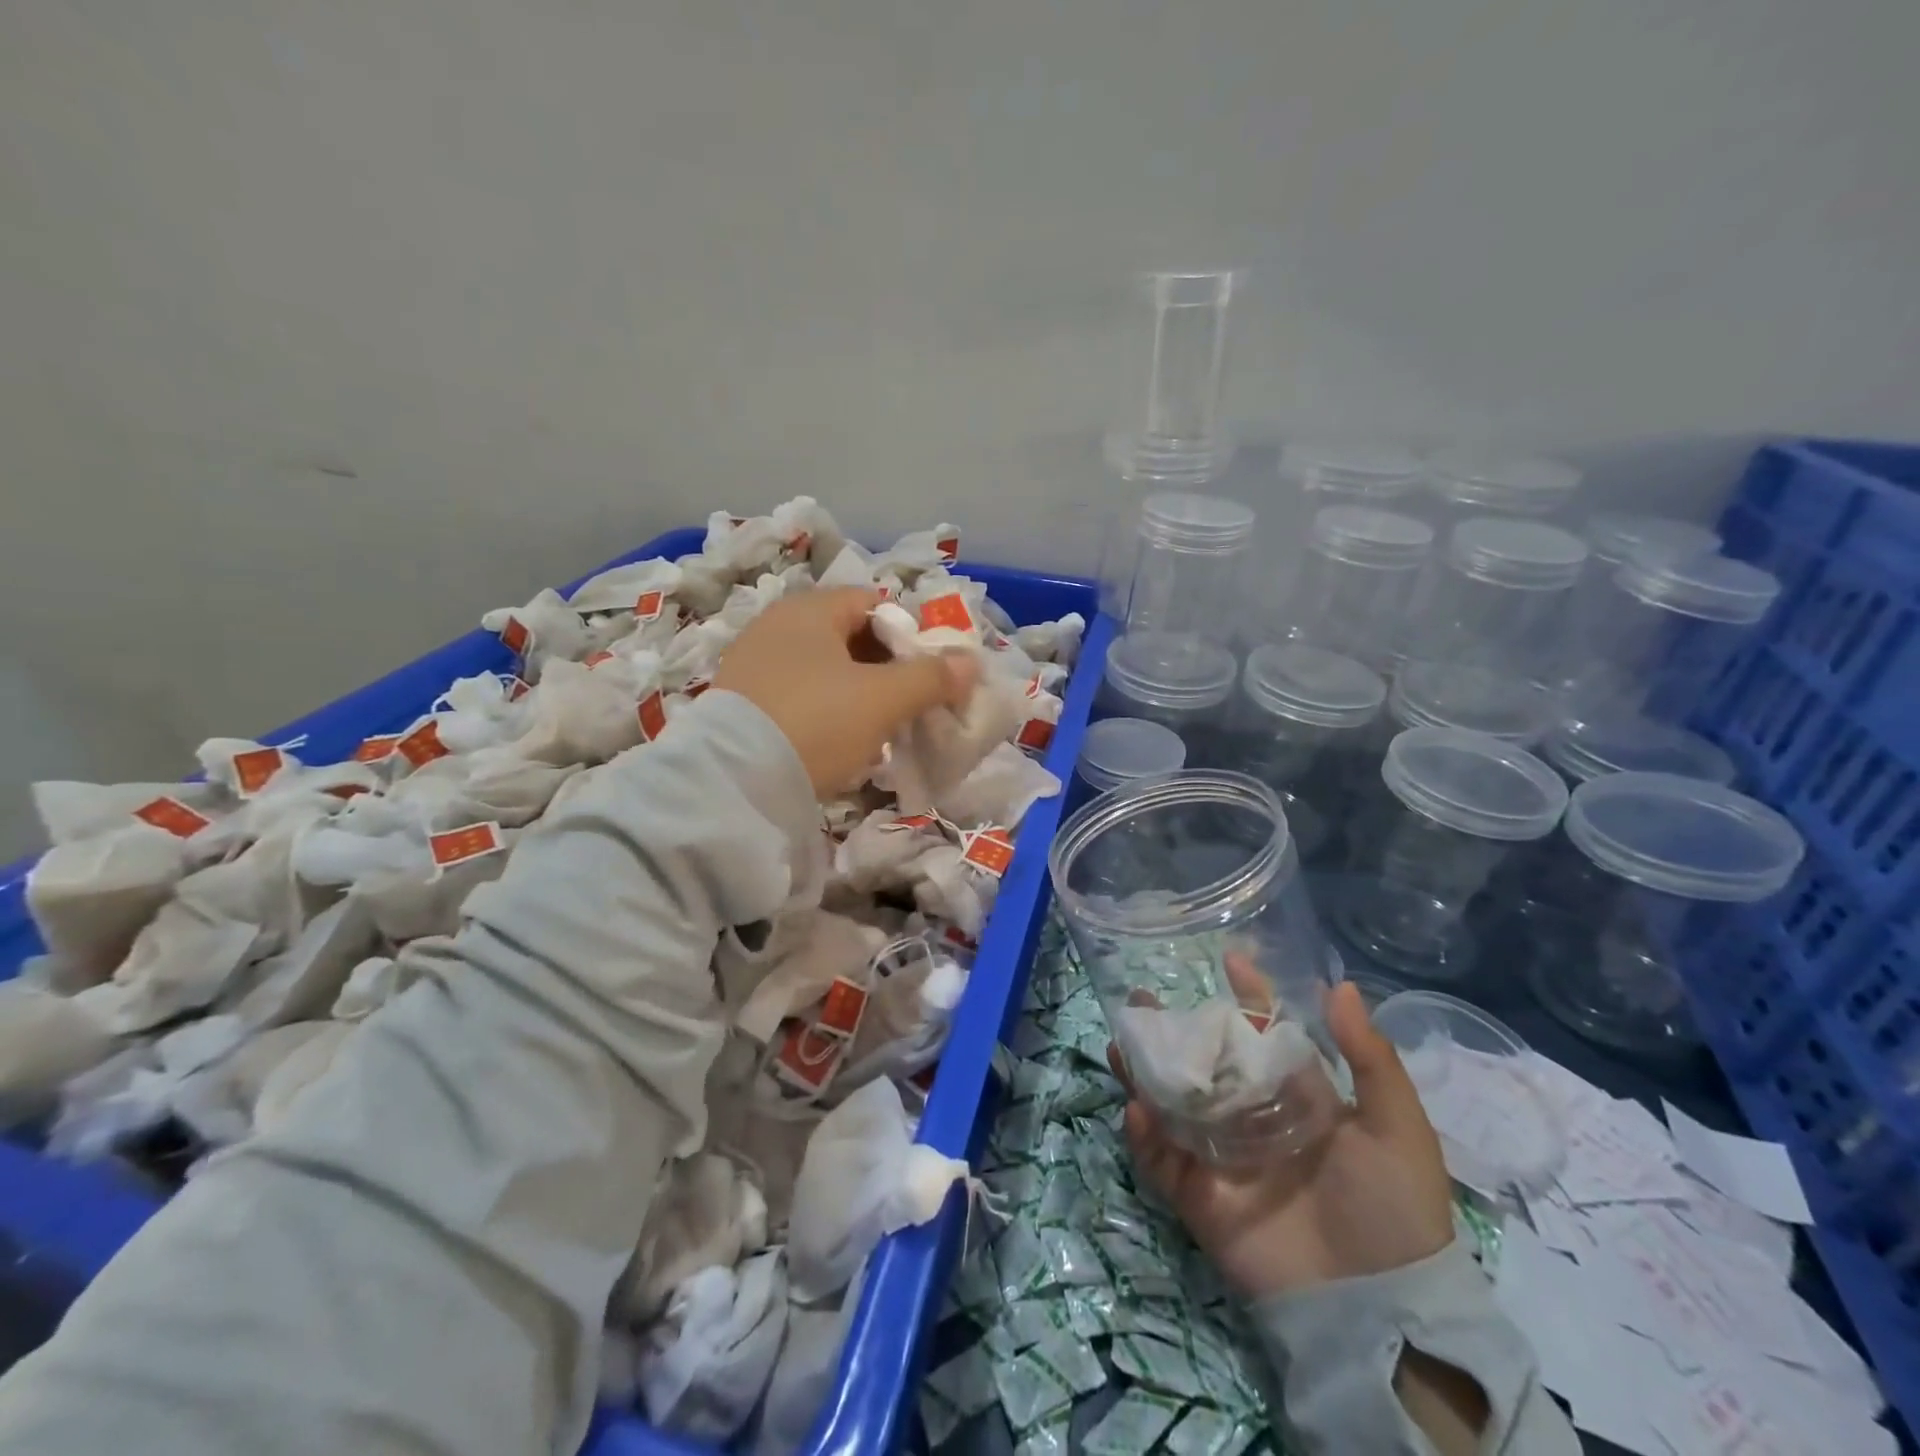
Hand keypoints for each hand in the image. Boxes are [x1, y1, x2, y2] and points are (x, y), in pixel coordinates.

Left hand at [714, 587, 978, 795]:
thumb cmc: (817, 722)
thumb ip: (930, 677)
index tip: (928, 671)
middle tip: (908, 702)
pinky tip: (835, 741)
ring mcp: (752, 663)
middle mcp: (776, 625)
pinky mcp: (739, 702)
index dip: (908, 632)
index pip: (873, 602)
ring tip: (877, 727)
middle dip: (884, 666)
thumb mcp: (883, 699)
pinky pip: (797, 694)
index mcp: (810, 609)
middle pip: (847, 635)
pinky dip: (824, 710)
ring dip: (856, 691)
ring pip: (822, 668)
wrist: (734, 783)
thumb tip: (969, 662)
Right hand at [1111, 979, 1454, 1299]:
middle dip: (1174, 1029)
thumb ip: (1369, 1057)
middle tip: (1141, 999)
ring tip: (1121, 1040)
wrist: (1379, 1308)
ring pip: (1173, 1102)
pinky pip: (1162, 1159)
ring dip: (1144, 1072)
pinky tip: (1137, 1107)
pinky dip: (1144, 1134)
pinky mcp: (1199, 1196)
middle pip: (1204, 1062)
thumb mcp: (1396, 1127)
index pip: (1265, 1034)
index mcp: (1296, 1096)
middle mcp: (1252, 1117)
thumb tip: (1342, 984)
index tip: (1229, 958)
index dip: (1248, 996)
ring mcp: (1221, 1155)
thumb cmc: (1393, 1207)